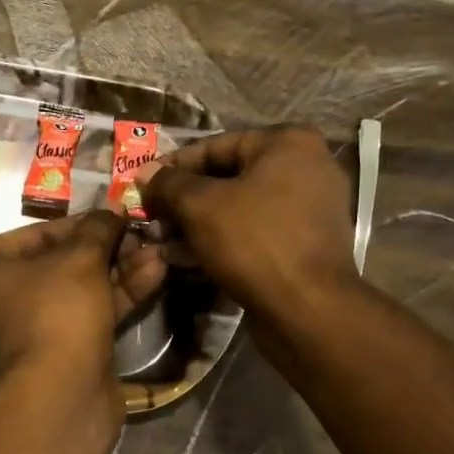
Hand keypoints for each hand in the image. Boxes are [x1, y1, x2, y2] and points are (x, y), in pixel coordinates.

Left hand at [0, 211, 165, 395]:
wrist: (58, 400)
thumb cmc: (55, 314)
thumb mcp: (80, 260)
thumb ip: (97, 230)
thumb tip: (112, 212)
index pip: (33, 234)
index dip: (79, 223)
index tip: (114, 217)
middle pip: (57, 265)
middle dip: (104, 250)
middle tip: (141, 235)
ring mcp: (25, 334)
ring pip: (76, 293)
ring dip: (118, 272)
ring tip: (158, 253)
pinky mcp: (55, 359)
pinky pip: (84, 319)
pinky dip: (115, 300)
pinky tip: (154, 277)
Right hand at [138, 125, 357, 321]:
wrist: (307, 309)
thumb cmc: (254, 242)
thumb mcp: (199, 206)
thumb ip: (168, 184)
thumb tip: (144, 174)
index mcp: (288, 143)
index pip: (215, 146)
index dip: (173, 167)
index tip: (143, 186)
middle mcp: (306, 167)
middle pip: (228, 177)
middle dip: (185, 199)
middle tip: (151, 217)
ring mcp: (310, 208)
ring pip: (240, 208)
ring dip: (198, 223)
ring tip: (162, 240)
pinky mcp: (305, 244)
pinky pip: (255, 232)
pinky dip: (223, 240)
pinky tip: (187, 257)